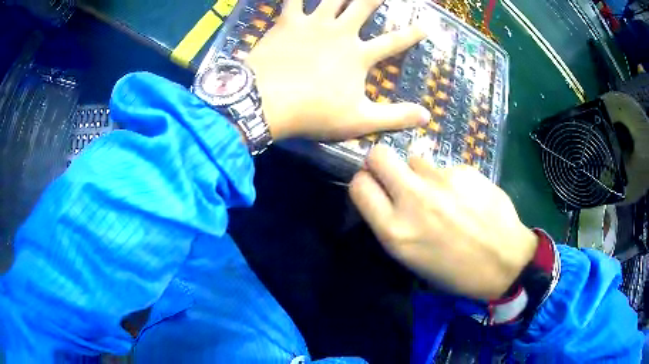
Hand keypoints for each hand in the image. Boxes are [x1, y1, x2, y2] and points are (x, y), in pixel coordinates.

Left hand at [246, 0, 429, 139]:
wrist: (266, 102)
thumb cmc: (313, 113)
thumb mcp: (359, 121)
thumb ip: (395, 117)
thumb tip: (427, 117)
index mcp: (358, 55)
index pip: (393, 42)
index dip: (412, 34)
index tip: (426, 25)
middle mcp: (339, 32)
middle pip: (364, 6)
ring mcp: (312, 24)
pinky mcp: (287, 22)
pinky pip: (292, 0)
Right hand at [349, 146, 537, 299]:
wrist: (505, 262)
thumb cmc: (457, 272)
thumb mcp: (413, 260)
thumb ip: (393, 225)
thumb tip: (386, 198)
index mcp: (395, 231)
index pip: (358, 185)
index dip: (364, 183)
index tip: (375, 188)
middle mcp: (413, 200)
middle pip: (379, 156)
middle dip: (382, 163)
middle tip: (397, 178)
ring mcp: (441, 181)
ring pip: (415, 160)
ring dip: (420, 174)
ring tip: (442, 195)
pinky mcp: (465, 170)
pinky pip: (445, 168)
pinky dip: (450, 179)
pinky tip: (467, 197)